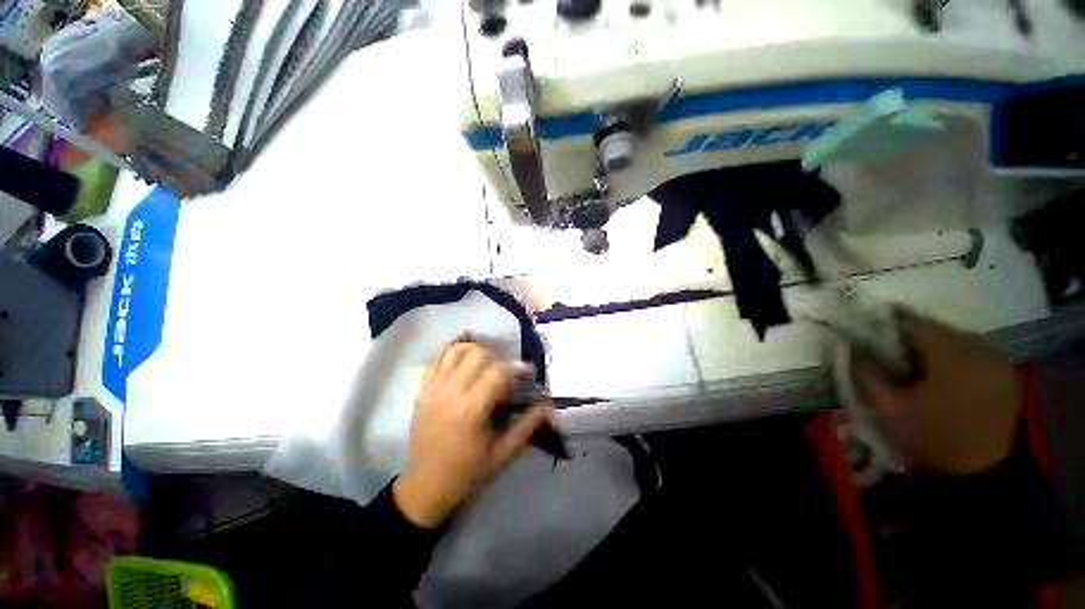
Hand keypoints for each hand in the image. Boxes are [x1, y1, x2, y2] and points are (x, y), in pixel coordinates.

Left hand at [393, 338, 552, 527]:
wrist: (427, 485)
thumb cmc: (468, 472)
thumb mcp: (503, 453)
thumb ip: (527, 426)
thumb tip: (549, 406)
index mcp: (471, 411)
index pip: (497, 374)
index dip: (516, 369)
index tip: (527, 372)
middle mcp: (451, 393)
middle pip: (478, 355)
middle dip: (498, 358)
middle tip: (506, 372)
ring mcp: (434, 388)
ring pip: (458, 351)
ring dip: (478, 349)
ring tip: (489, 361)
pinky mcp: (424, 388)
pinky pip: (436, 356)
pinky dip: (452, 344)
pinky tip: (466, 339)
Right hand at [851, 313, 1023, 475]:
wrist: (984, 476)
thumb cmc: (933, 438)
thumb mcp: (889, 408)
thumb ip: (866, 373)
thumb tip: (851, 348)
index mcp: (953, 354)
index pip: (915, 322)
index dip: (889, 327)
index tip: (872, 339)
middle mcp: (983, 349)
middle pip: (939, 331)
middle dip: (914, 341)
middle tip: (895, 359)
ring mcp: (1001, 363)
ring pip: (960, 342)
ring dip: (937, 351)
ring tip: (922, 372)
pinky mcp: (1010, 377)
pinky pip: (978, 356)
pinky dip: (959, 362)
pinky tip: (948, 381)